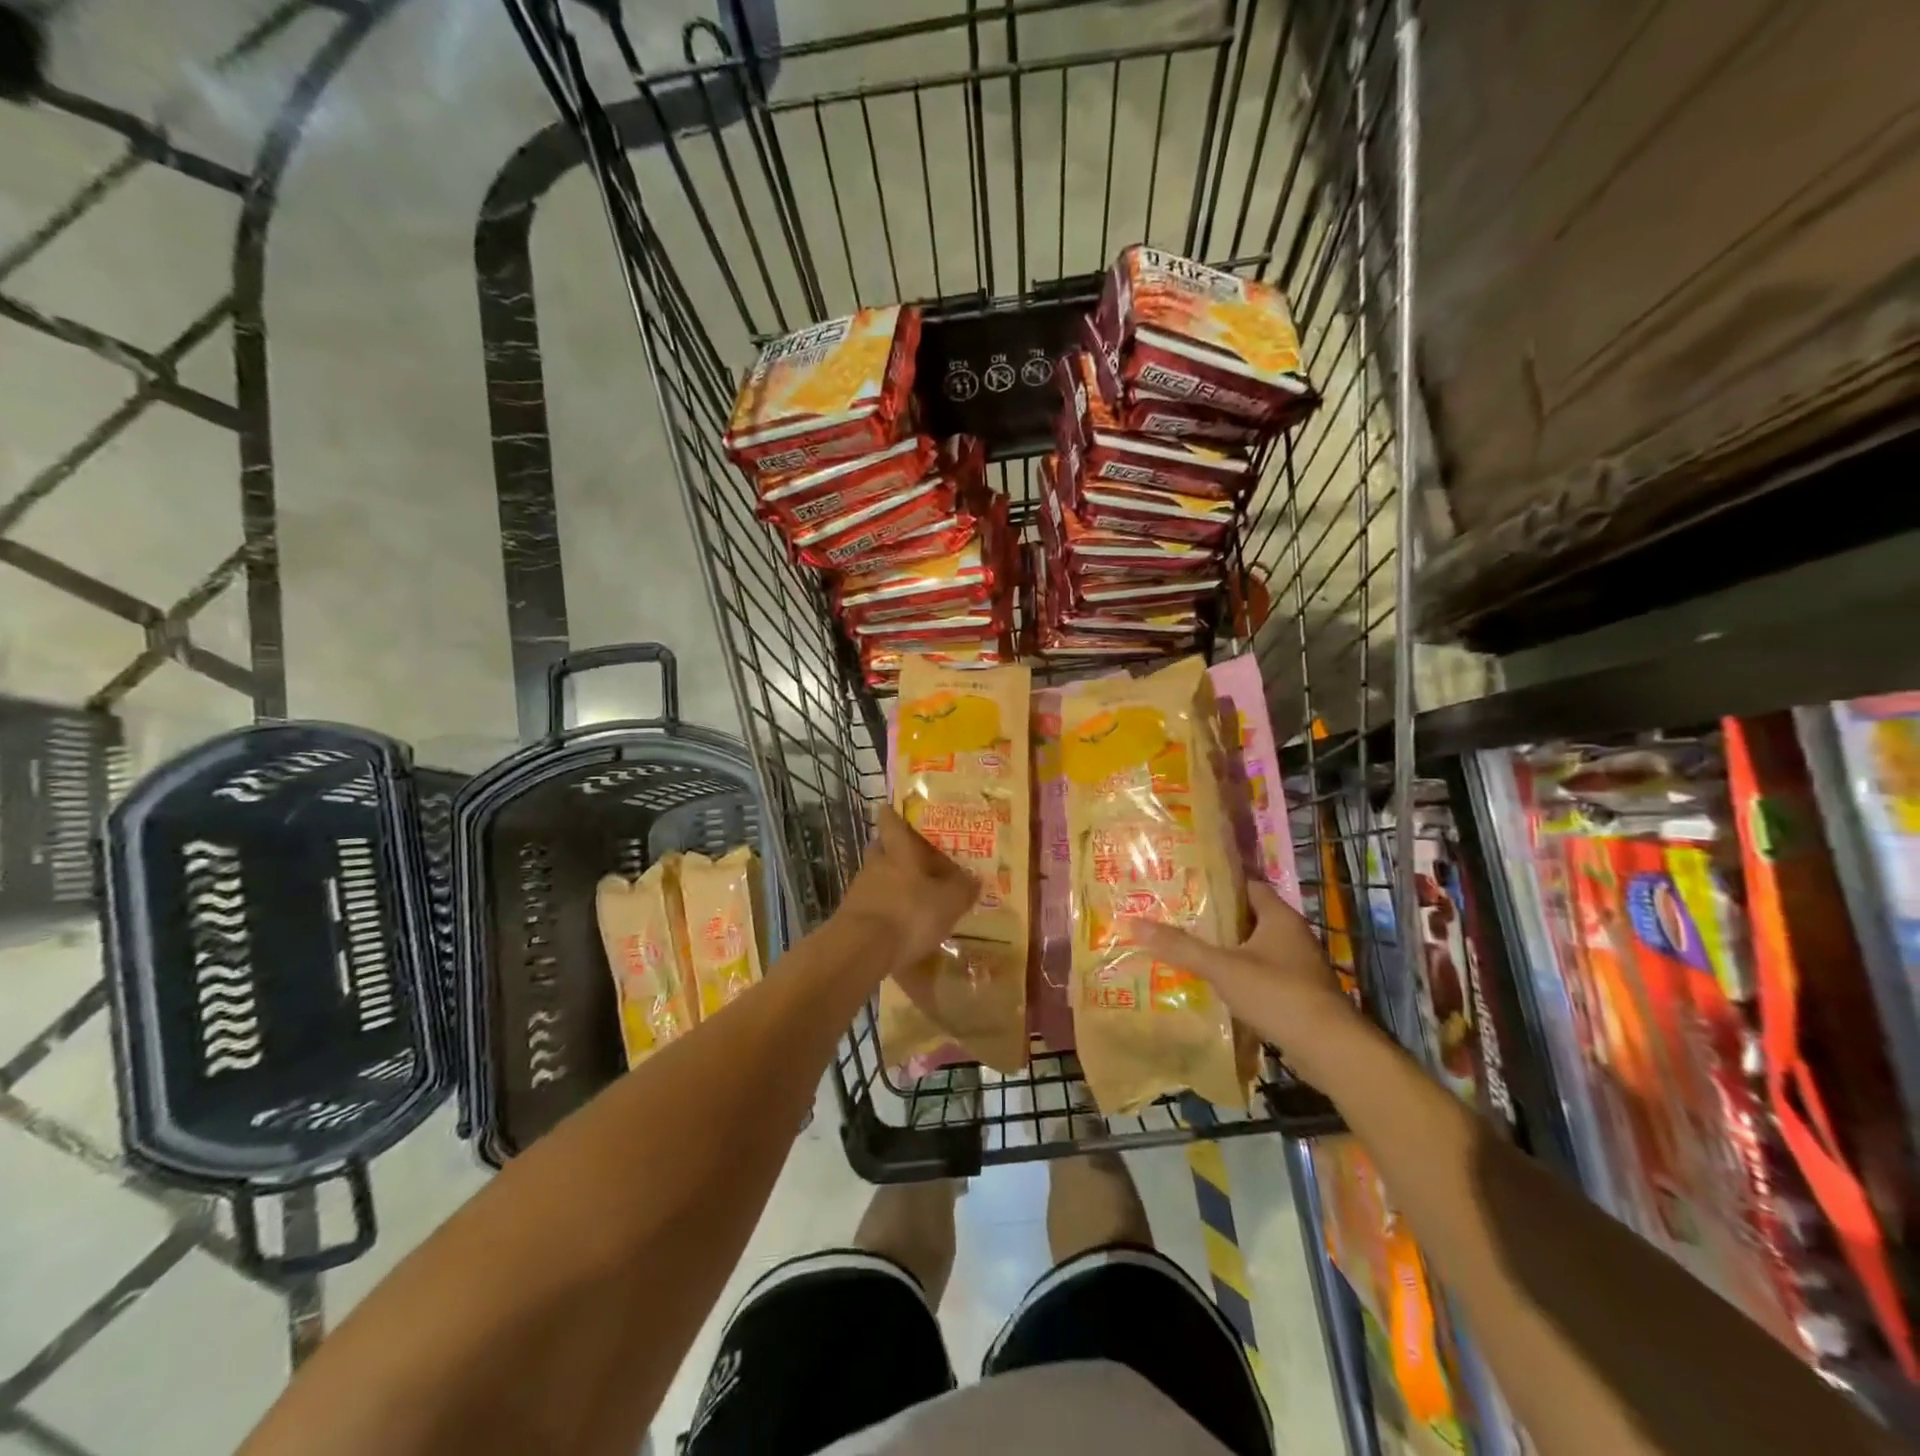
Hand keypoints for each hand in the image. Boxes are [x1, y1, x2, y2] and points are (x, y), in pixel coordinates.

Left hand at [836, 807, 978, 972]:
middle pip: (881, 848)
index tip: (895, 808)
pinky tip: (898, 924)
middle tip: (913, 856)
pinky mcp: (851, 917)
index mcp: (899, 851)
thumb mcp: (949, 902)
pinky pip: (871, 904)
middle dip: (894, 850)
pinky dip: (884, 909)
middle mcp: (876, 865)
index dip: (894, 814)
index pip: (891, 822)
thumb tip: (974, 877)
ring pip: (875, 877)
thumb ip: (963, 888)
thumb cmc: (909, 914)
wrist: (860, 950)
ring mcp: (859, 891)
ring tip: (912, 896)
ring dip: (890, 882)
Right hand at [1129, 881, 1362, 1080]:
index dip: (1219, 885)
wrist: (1330, 1049)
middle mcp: (1293, 936)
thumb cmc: (1277, 993)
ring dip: (1228, 950)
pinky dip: (1240, 976)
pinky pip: (1263, 975)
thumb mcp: (1222, 967)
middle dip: (1217, 920)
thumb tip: (1135, 923)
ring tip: (1189, 950)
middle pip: (1249, 918)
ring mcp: (1299, 967)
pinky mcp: (1299, 994)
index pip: (1248, 886)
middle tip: (1179, 918)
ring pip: (1256, 949)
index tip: (1187, 887)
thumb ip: (1181, 946)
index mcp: (1280, 917)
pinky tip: (1214, 985)